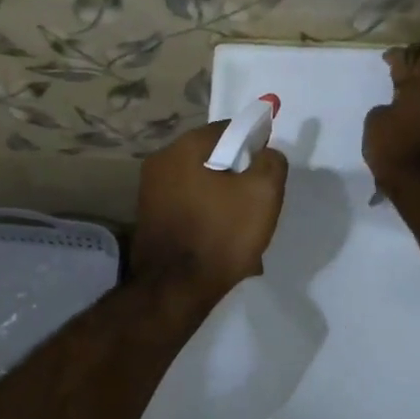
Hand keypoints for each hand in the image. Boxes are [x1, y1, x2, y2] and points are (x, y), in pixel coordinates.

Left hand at [133, 121, 287, 298]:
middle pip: (212, 158)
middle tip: (257, 203)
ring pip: (201, 186)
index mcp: (184, 148)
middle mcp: (160, 162)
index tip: (267, 170)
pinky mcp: (148, 219)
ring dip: (223, 201)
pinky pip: (187, 208)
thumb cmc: (220, 234)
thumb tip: (265, 153)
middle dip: (237, 177)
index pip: (228, 129)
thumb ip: (271, 162)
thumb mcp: (263, 193)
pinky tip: (221, 243)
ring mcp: (149, 192)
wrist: (175, 288)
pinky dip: (206, 218)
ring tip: (242, 230)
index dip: (253, 144)